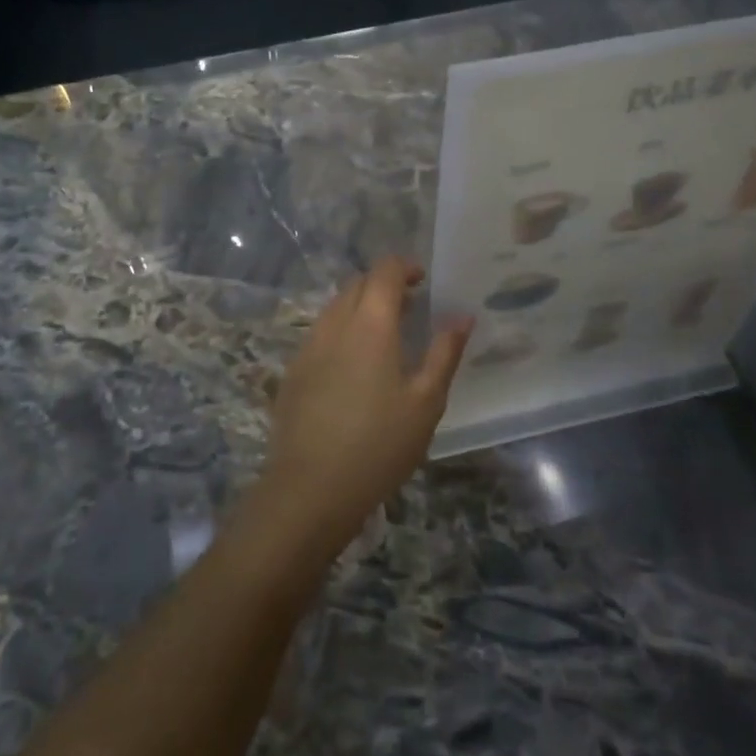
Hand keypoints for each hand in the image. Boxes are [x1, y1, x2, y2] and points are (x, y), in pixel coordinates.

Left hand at [260, 258, 471, 542]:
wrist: (310, 488)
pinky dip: (341, 331)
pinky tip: (354, 366)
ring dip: (360, 307)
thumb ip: (444, 353)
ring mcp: (308, 346)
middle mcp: (335, 324)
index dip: (404, 267)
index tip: (422, 281)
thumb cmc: (379, 445)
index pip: (384, 271)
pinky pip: (320, 333)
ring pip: (335, 307)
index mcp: (370, 324)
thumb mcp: (425, 402)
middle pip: (357, 284)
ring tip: (385, 336)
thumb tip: (462, 317)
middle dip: (383, 285)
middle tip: (409, 308)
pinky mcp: (293, 371)